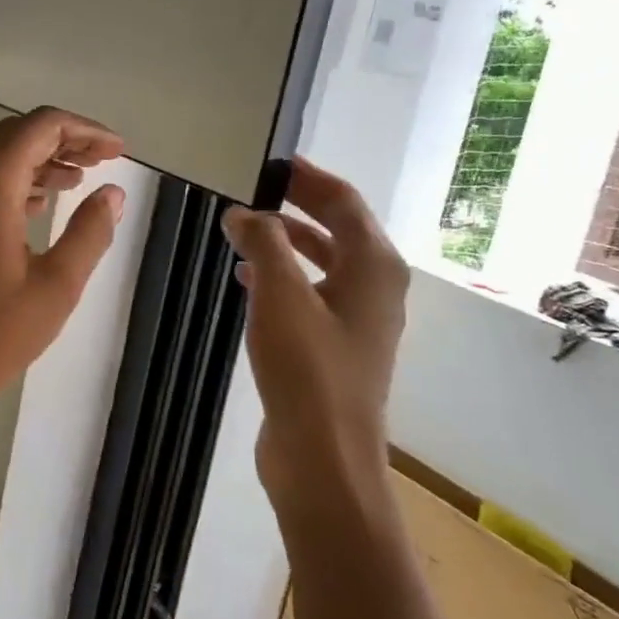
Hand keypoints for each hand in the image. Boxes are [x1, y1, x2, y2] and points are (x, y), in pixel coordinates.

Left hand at [0, 108, 126, 423]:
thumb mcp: (55, 287)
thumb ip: (90, 232)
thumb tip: (113, 194)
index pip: (40, 127)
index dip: (85, 131)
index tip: (119, 151)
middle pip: (13, 134)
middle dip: (62, 142)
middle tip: (103, 162)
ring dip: (35, 161)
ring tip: (76, 181)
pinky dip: (8, 182)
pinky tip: (35, 206)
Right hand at [222, 158, 408, 519]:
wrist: (324, 458)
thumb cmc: (308, 369)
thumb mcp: (281, 294)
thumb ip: (263, 241)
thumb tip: (244, 211)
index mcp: (374, 266)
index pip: (344, 201)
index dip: (308, 177)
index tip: (271, 160)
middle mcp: (375, 287)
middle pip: (337, 228)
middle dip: (297, 204)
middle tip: (253, 186)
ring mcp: (357, 319)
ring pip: (323, 262)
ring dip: (286, 240)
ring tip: (243, 228)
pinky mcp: (335, 346)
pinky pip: (310, 292)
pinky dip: (283, 276)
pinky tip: (248, 277)